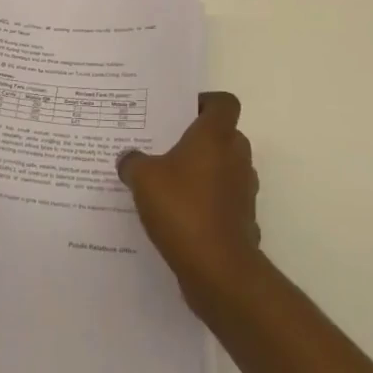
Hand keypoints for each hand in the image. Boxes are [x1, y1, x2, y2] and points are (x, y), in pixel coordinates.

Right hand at [117, 92, 261, 305]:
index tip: (181, 113)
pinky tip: (182, 219)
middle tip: (167, 149)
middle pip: (224, 135)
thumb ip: (133, 162)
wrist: (218, 270)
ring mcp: (245, 190)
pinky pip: (225, 203)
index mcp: (217, 135)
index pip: (224, 102)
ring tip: (170, 185)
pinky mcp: (245, 221)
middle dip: (199, 141)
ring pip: (225, 170)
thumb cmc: (183, 208)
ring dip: (204, 174)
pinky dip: (209, 206)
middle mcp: (237, 156)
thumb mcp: (144, 179)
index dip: (205, 102)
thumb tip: (127, 158)